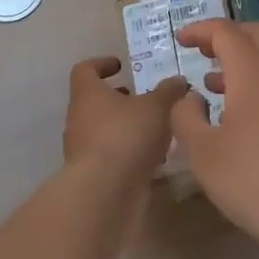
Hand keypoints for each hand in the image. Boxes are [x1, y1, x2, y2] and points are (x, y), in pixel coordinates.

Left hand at [64, 56, 184, 181]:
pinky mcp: (92, 176)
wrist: (104, 194)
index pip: (84, 70)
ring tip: (156, 129)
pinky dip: (129, 153)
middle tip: (146, 99)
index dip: (101, 64)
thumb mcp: (157, 107)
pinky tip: (154, 158)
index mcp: (88, 94)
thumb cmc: (126, 136)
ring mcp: (83, 150)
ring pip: (104, 130)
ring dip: (127, 127)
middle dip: (121, 99)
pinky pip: (111, 156)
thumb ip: (169, 92)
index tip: (121, 66)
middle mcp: (79, 119)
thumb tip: (178, 80)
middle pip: (96, 102)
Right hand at [167, 20, 258, 258]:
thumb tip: (191, 97)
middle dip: (227, 35)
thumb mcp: (203, 154)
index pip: (226, 32)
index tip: (180, 40)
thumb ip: (186, 118)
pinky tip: (241, 115)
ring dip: (243, 59)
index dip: (200, 30)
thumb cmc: (256, 182)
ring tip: (213, 85)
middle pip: (257, 33)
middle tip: (202, 51)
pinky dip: (258, 81)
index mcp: (254, 72)